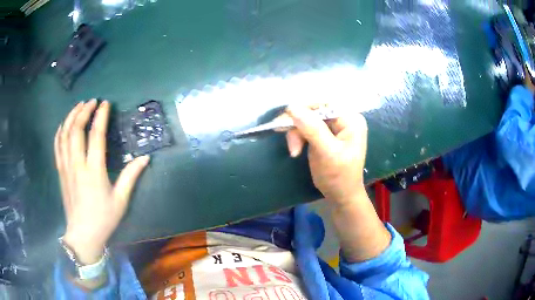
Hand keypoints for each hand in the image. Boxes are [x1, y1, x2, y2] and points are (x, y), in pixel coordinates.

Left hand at [55, 100, 149, 264]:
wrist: (83, 234)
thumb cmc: (103, 218)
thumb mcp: (121, 200)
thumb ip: (131, 176)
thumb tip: (145, 158)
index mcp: (94, 171)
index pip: (96, 136)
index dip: (100, 116)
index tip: (105, 103)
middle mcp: (77, 165)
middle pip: (76, 130)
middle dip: (83, 111)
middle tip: (91, 101)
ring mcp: (66, 167)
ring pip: (64, 135)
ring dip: (71, 117)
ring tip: (78, 106)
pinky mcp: (60, 171)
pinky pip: (57, 146)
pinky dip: (60, 131)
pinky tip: (64, 124)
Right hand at [285, 106, 367, 205]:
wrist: (341, 195)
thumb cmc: (339, 176)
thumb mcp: (327, 152)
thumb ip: (312, 129)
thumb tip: (293, 107)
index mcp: (351, 119)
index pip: (325, 102)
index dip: (305, 107)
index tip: (287, 118)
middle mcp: (343, 118)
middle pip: (314, 110)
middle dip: (298, 124)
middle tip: (282, 134)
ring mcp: (333, 126)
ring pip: (306, 118)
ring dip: (296, 133)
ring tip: (294, 151)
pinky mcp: (323, 133)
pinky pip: (306, 127)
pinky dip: (297, 137)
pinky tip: (295, 150)